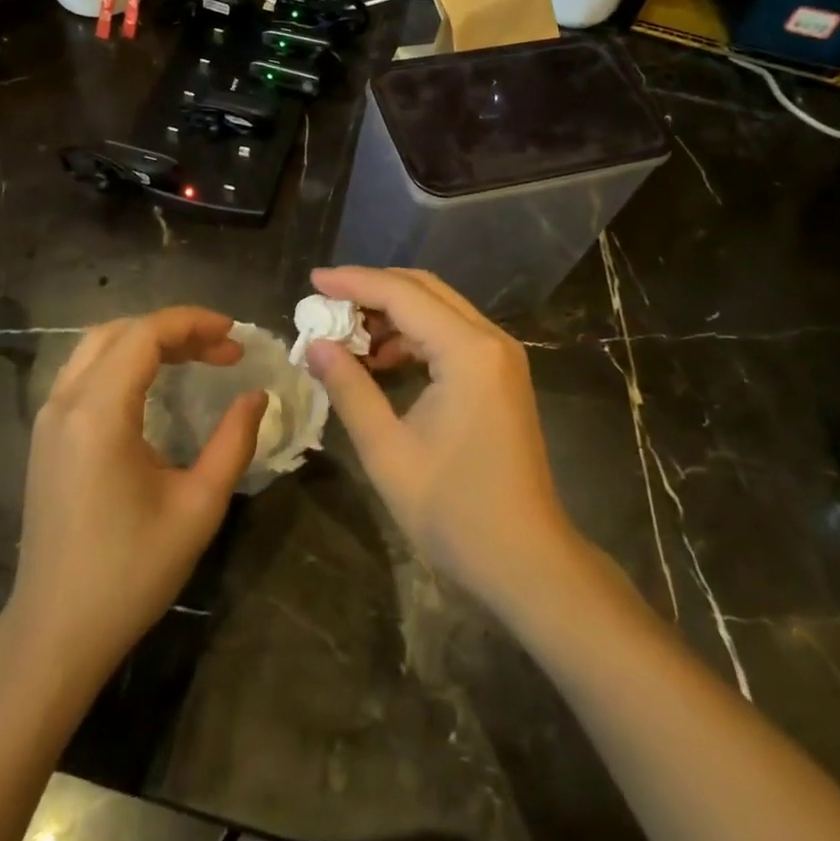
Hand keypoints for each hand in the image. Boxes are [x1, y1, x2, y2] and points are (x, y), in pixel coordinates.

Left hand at [4, 308, 265, 676]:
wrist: (55, 633)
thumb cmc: (130, 573)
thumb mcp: (198, 507)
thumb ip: (234, 442)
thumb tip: (257, 396)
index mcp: (99, 414)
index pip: (145, 335)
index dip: (194, 323)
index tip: (235, 338)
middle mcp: (65, 402)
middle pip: (120, 331)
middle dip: (175, 329)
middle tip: (221, 350)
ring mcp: (48, 418)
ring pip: (97, 346)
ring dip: (147, 340)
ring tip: (194, 358)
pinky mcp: (45, 436)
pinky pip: (84, 371)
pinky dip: (123, 360)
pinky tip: (153, 385)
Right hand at [306, 267, 573, 606]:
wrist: (527, 561)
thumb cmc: (454, 511)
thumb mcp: (387, 450)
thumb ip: (349, 388)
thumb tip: (316, 345)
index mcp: (468, 352)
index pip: (402, 294)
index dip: (353, 282)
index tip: (312, 279)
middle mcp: (490, 340)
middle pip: (425, 290)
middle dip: (372, 290)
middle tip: (326, 304)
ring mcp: (501, 357)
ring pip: (439, 310)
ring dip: (392, 314)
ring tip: (346, 337)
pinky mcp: (501, 375)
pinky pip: (451, 335)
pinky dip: (414, 337)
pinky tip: (382, 361)